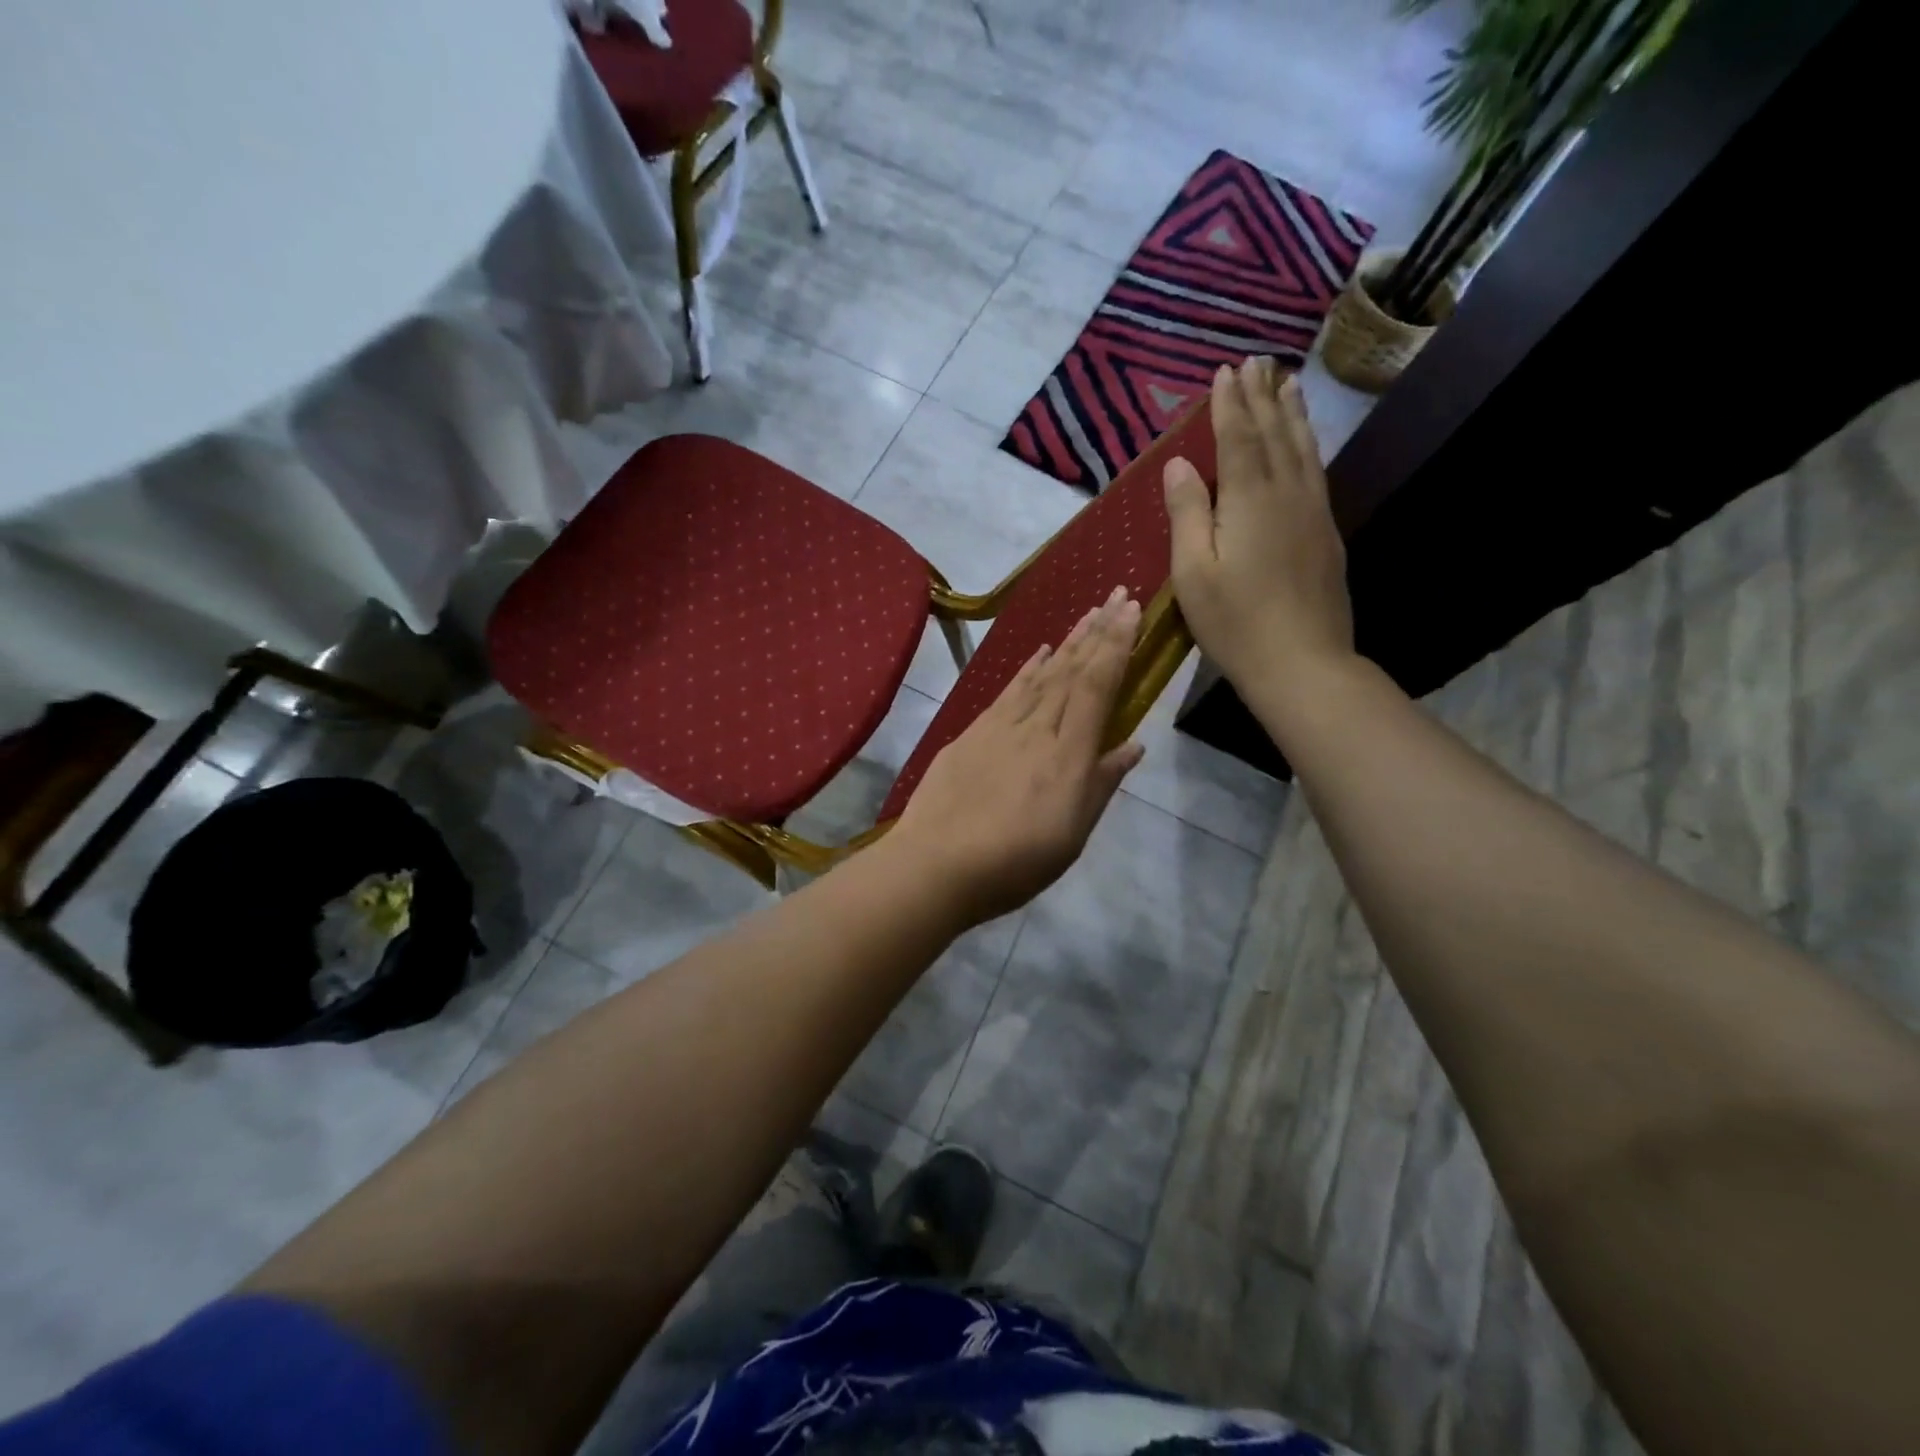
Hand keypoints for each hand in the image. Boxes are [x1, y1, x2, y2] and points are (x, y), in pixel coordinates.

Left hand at [892, 588, 1145, 924]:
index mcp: (1069, 753)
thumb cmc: (1015, 861)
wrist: (936, 864)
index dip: (1116, 644)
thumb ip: (1101, 784)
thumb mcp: (1072, 834)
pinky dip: (1028, 668)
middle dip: (1098, 630)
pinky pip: (1009, 690)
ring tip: (1087, 613)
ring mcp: (1001, 726)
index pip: (1098, 685)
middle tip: (1116, 594)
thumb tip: (1132, 745)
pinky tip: (1039, 653)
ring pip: (1042, 674)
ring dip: (1067, 641)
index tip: (1130, 609)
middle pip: (1072, 670)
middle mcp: (1038, 728)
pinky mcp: (972, 732)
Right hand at [1163, 357, 1355, 699]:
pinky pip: (1315, 472)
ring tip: (1287, 383)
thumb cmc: (1235, 622)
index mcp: (1248, 501)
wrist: (1302, 663)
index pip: (1238, 438)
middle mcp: (1286, 494)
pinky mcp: (1325, 533)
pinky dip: (1307, 445)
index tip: (1224, 371)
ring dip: (1291, 413)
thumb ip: (1187, 513)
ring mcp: (1312, 512)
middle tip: (1257, 361)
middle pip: (1273, 434)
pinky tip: (1305, 441)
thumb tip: (1179, 464)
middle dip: (1261, 397)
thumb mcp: (1193, 572)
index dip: (1229, 405)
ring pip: (1302, 449)